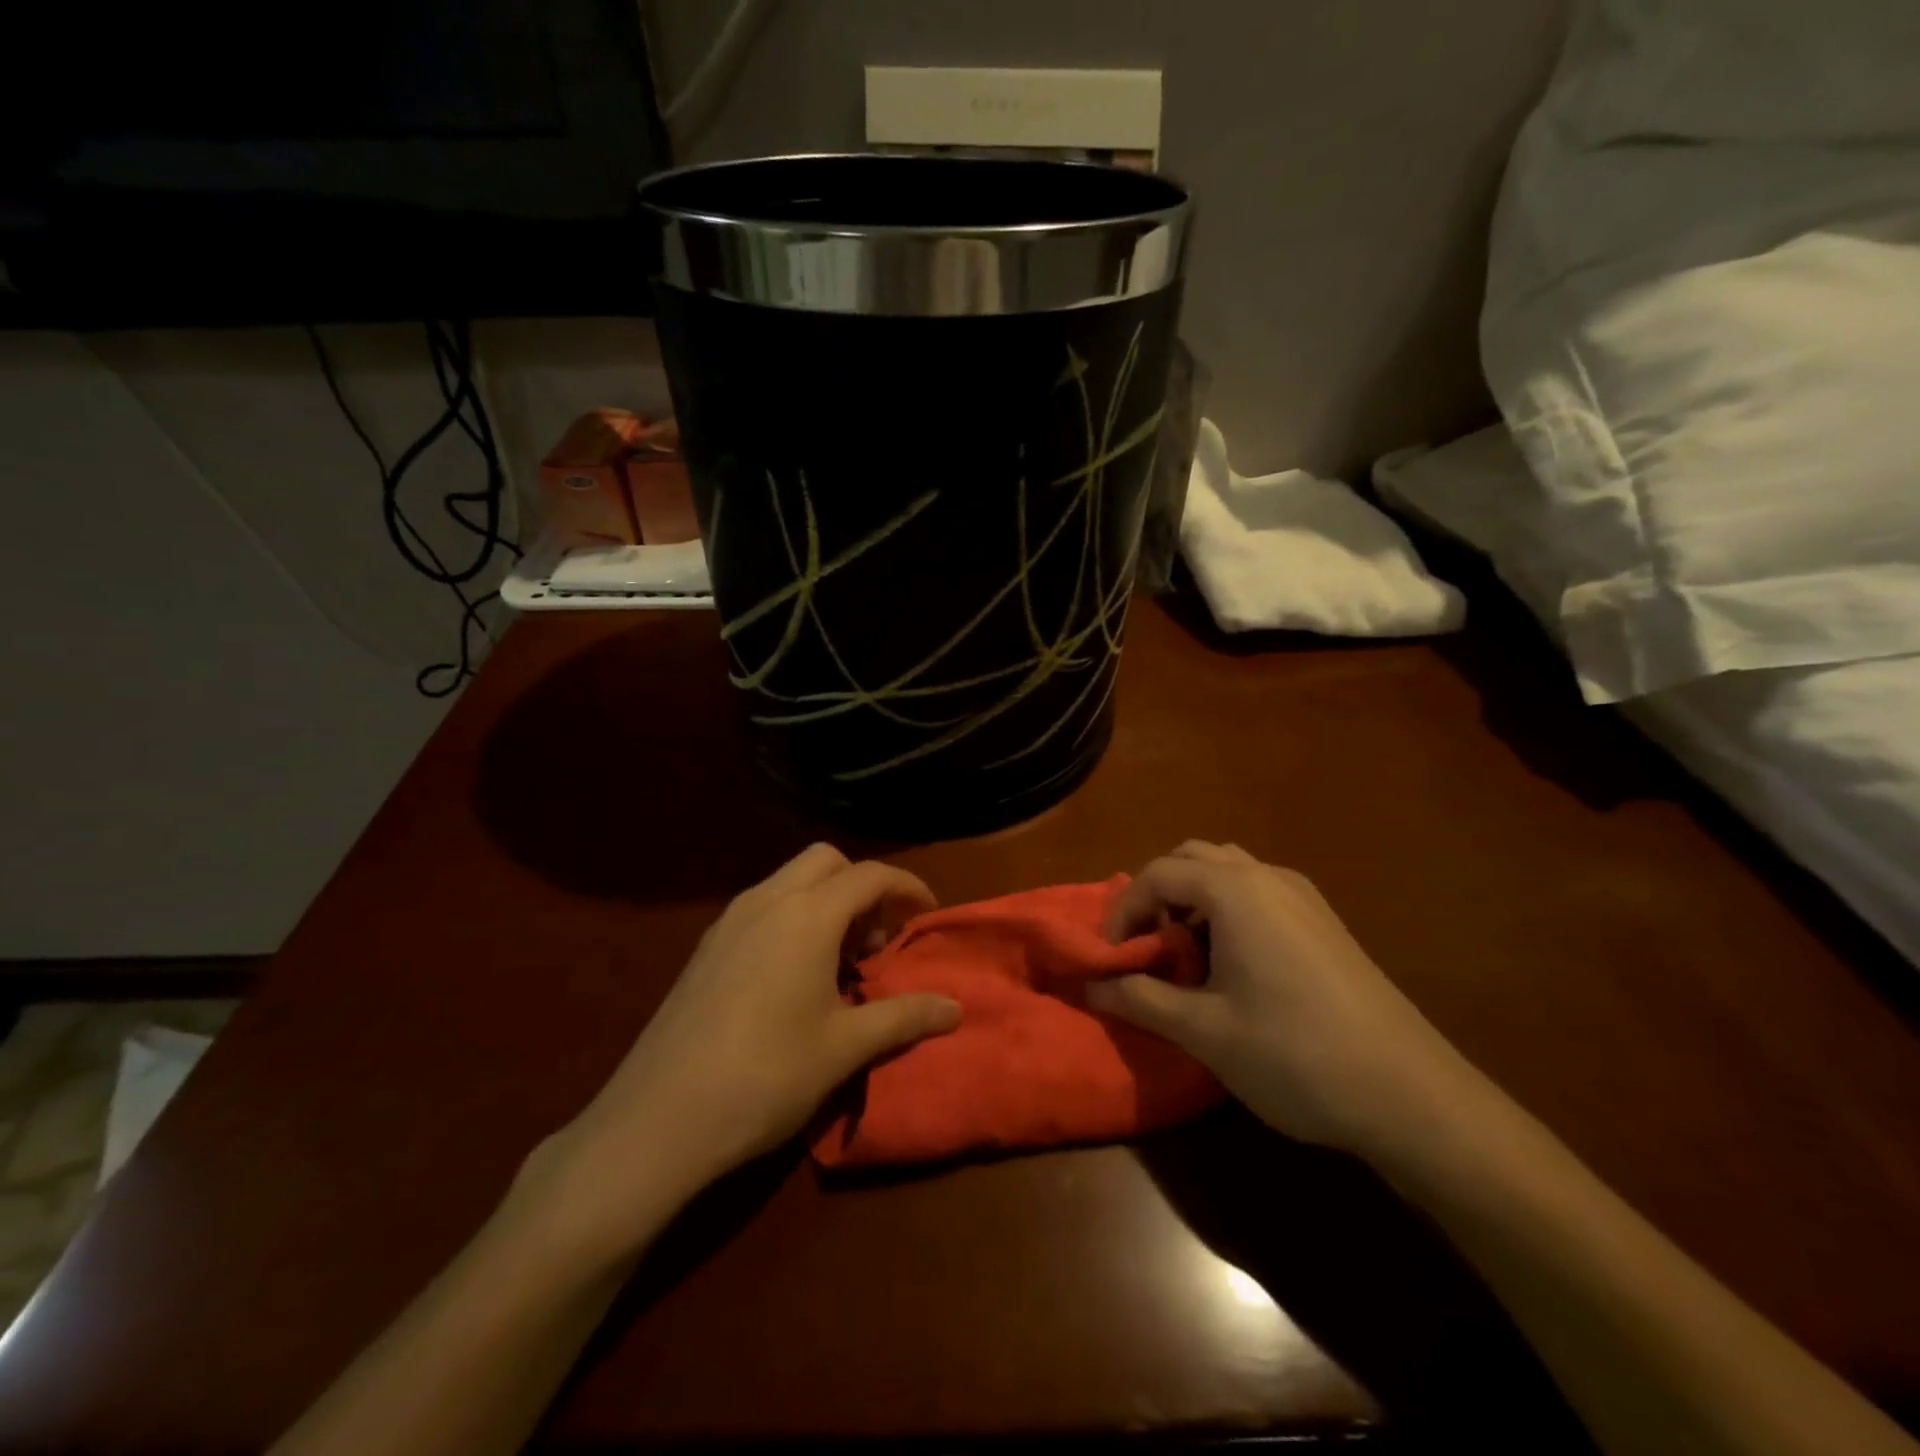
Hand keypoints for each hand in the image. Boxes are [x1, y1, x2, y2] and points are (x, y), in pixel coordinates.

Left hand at [520, 845, 960, 1267]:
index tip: (928, 913)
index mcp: (807, 915)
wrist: (657, 1120)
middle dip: (861, 885)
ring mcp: (730, 921)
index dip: (907, 886)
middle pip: (826, 861)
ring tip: (840, 961)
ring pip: (790, 880)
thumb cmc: (765, 1076)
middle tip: (878, 938)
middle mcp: (767, 900)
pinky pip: (763, 906)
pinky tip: (794, 978)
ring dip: (825, 901)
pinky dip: (793, 918)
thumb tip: (956, 1008)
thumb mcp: (845, 1047)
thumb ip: (905, 1017)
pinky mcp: (706, 947)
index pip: (870, 875)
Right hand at [1087, 841, 1488, 1158]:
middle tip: (1147, 948)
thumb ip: (1140, 998)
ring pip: (1228, 871)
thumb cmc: (1293, 1054)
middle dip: (1158, 896)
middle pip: (1192, 859)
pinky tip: (1233, 967)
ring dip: (1193, 901)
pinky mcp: (1324, 921)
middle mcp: (1267, 876)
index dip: (1123, 912)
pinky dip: (1227, 910)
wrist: (1411, 1094)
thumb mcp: (1204, 1031)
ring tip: (1186, 957)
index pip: (1156, 874)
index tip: (1110, 958)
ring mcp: (1303, 896)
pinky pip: (1258, 892)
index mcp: (1234, 890)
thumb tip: (1092, 986)